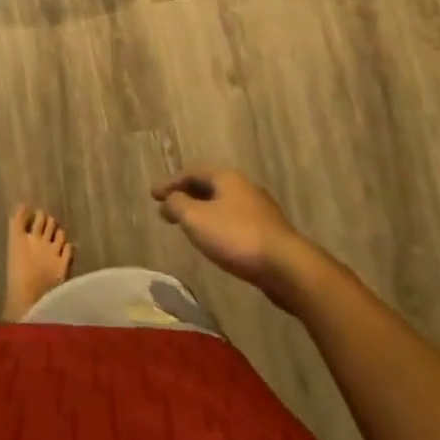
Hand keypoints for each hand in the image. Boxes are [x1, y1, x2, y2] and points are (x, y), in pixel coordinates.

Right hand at [151, 167, 319, 310]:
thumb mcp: (196, 219)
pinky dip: (217, 225)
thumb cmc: (236, 237)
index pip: (191, 172)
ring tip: (188, 225)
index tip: (153, 195)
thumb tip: (169, 200)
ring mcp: (260, 210)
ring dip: (202, 211)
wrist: (287, 268)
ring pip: (223, 204)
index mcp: (226, 177)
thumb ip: (177, 205)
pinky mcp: (269, 233)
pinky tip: (214, 240)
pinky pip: (235, 221)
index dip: (170, 182)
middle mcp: (244, 187)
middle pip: (208, 186)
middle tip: (168, 208)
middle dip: (186, 195)